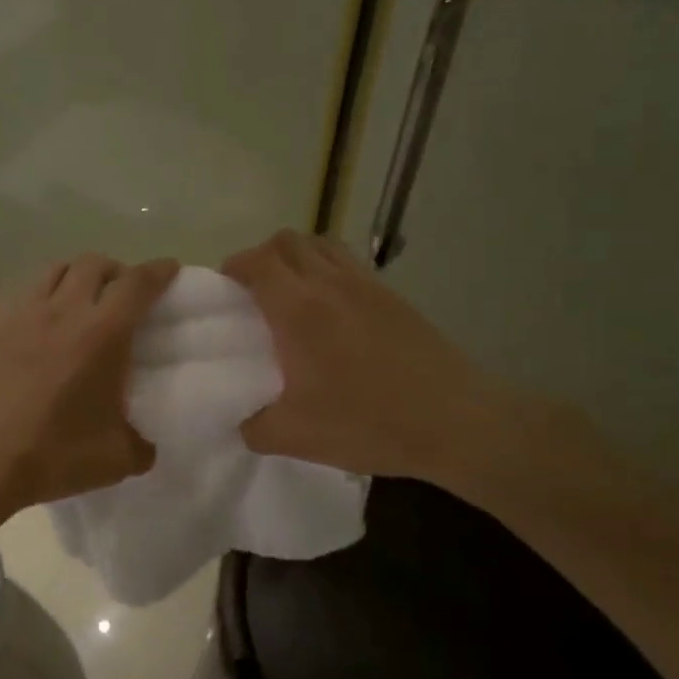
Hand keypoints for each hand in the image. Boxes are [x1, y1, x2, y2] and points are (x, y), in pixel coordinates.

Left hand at [0, 254, 179, 527]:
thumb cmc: (52, 454)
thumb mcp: (116, 460)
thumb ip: (141, 446)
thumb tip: (146, 444)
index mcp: (103, 333)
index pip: (137, 284)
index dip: (158, 271)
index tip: (169, 269)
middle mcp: (64, 310)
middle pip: (94, 263)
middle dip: (116, 270)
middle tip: (123, 294)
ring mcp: (22, 313)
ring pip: (55, 269)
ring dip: (76, 275)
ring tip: (81, 300)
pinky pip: (21, 290)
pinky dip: (39, 294)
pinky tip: (38, 320)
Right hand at [223, 230, 524, 495]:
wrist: (454, 421)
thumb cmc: (368, 422)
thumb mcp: (295, 437)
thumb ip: (253, 427)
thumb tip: (241, 422)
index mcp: (298, 309)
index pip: (258, 262)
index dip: (235, 266)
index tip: (224, 287)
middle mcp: (329, 283)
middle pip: (288, 241)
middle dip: (262, 257)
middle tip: (254, 291)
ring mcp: (366, 285)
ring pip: (321, 244)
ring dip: (297, 257)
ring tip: (291, 293)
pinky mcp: (393, 296)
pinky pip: (349, 263)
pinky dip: (328, 268)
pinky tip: (331, 308)